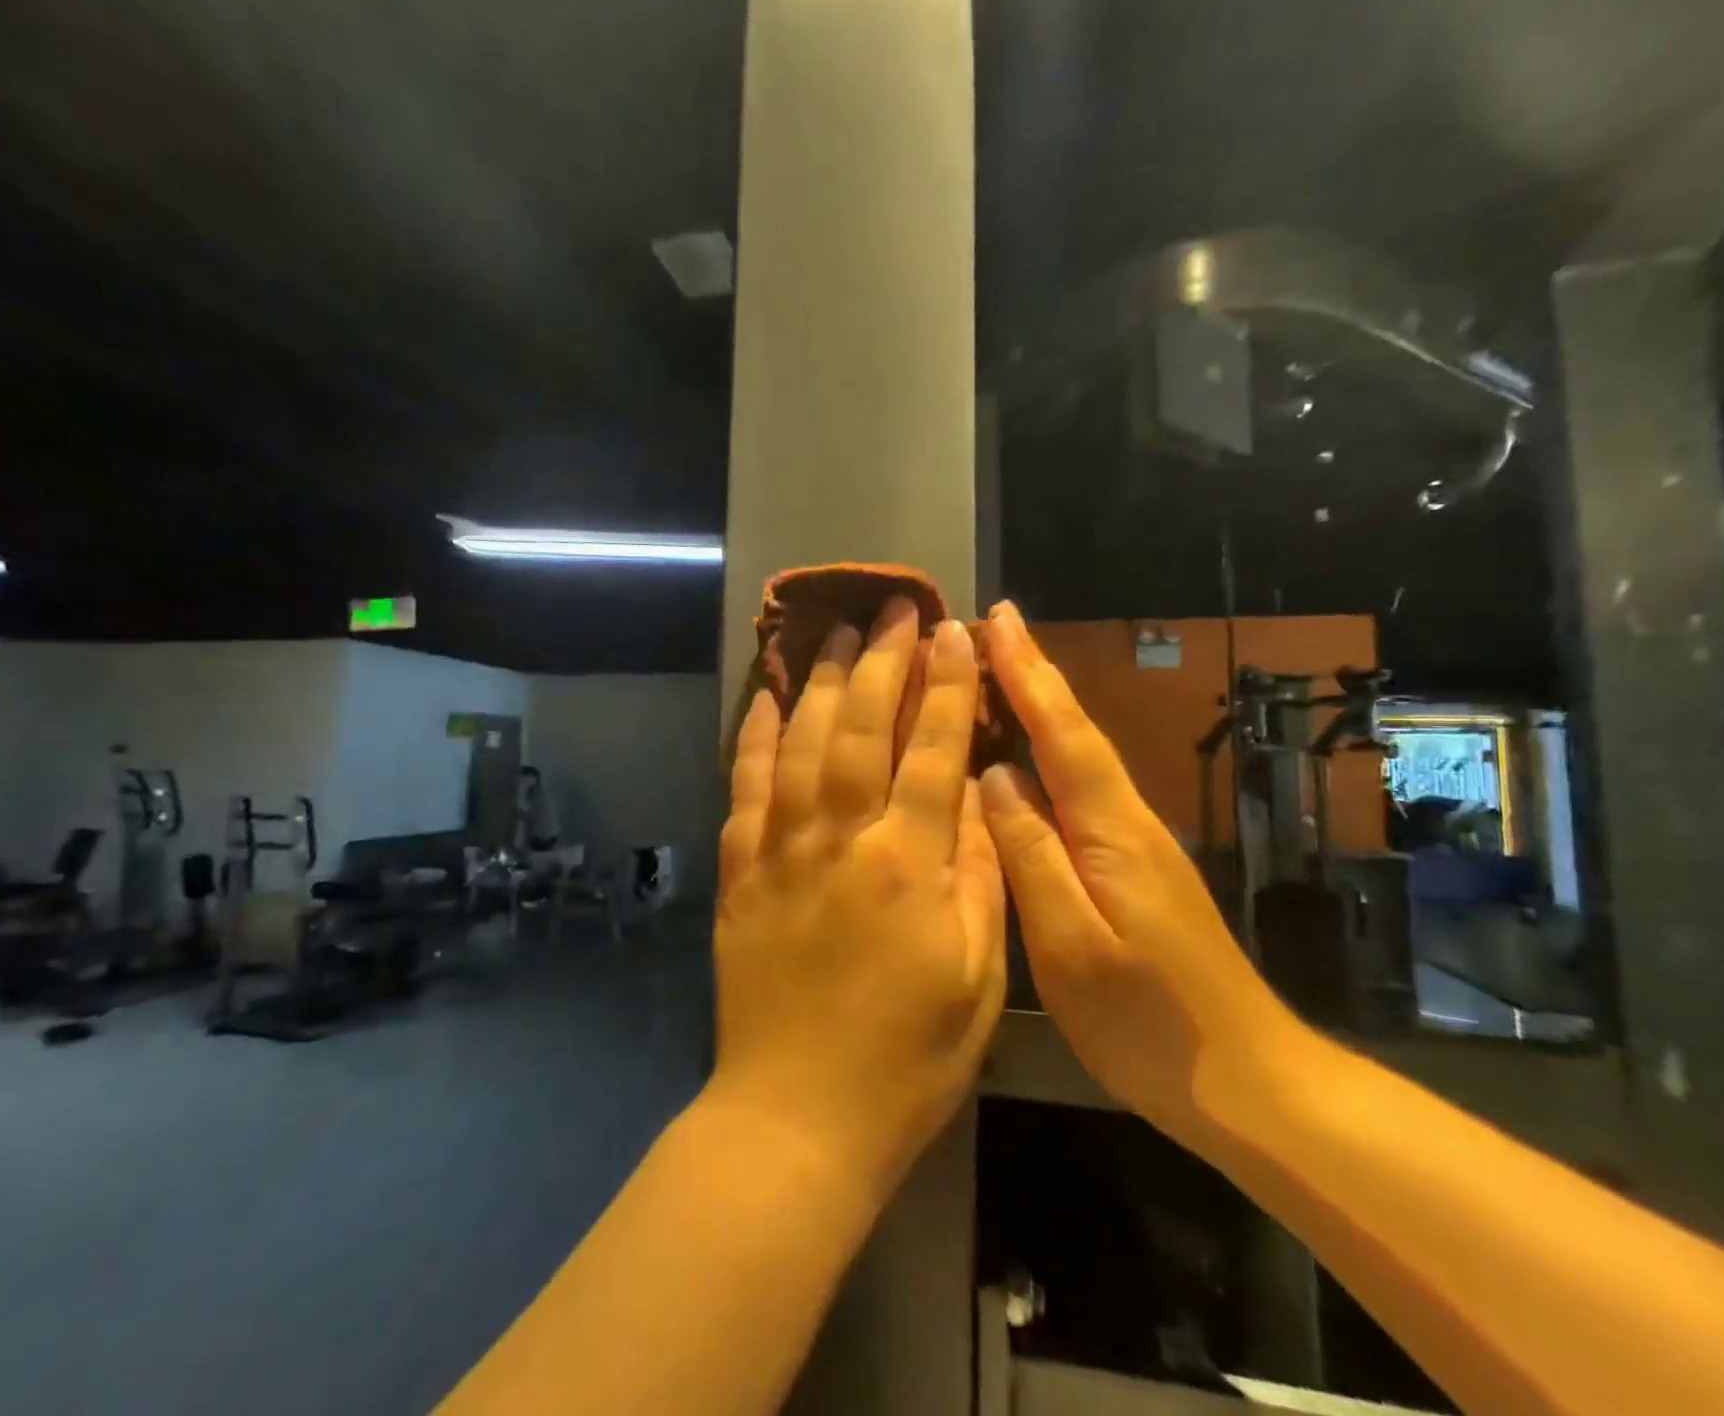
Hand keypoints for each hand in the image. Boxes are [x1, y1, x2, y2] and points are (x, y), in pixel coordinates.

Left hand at [711, 598, 1006, 1207]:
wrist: (797, 1115)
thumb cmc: (908, 1058)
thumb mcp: (978, 977)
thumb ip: (982, 877)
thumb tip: (982, 796)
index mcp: (908, 864)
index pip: (934, 749)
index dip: (947, 684)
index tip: (955, 631)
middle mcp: (841, 838)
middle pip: (861, 727)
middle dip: (883, 660)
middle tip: (893, 607)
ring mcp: (781, 849)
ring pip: (799, 742)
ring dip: (820, 681)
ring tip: (836, 634)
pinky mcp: (740, 871)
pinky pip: (743, 785)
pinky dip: (752, 735)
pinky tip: (763, 697)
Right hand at [977, 603, 1301, 1150]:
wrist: (1248, 1082)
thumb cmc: (1149, 1023)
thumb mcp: (1071, 946)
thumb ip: (1031, 857)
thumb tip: (995, 778)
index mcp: (1112, 831)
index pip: (1063, 733)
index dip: (1026, 673)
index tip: (995, 618)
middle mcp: (1127, 821)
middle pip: (1075, 730)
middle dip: (1032, 673)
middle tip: (989, 624)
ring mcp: (1135, 843)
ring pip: (1078, 755)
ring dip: (1038, 704)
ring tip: (993, 671)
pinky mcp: (1132, 867)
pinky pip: (1079, 788)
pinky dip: (1047, 751)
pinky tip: (1023, 755)